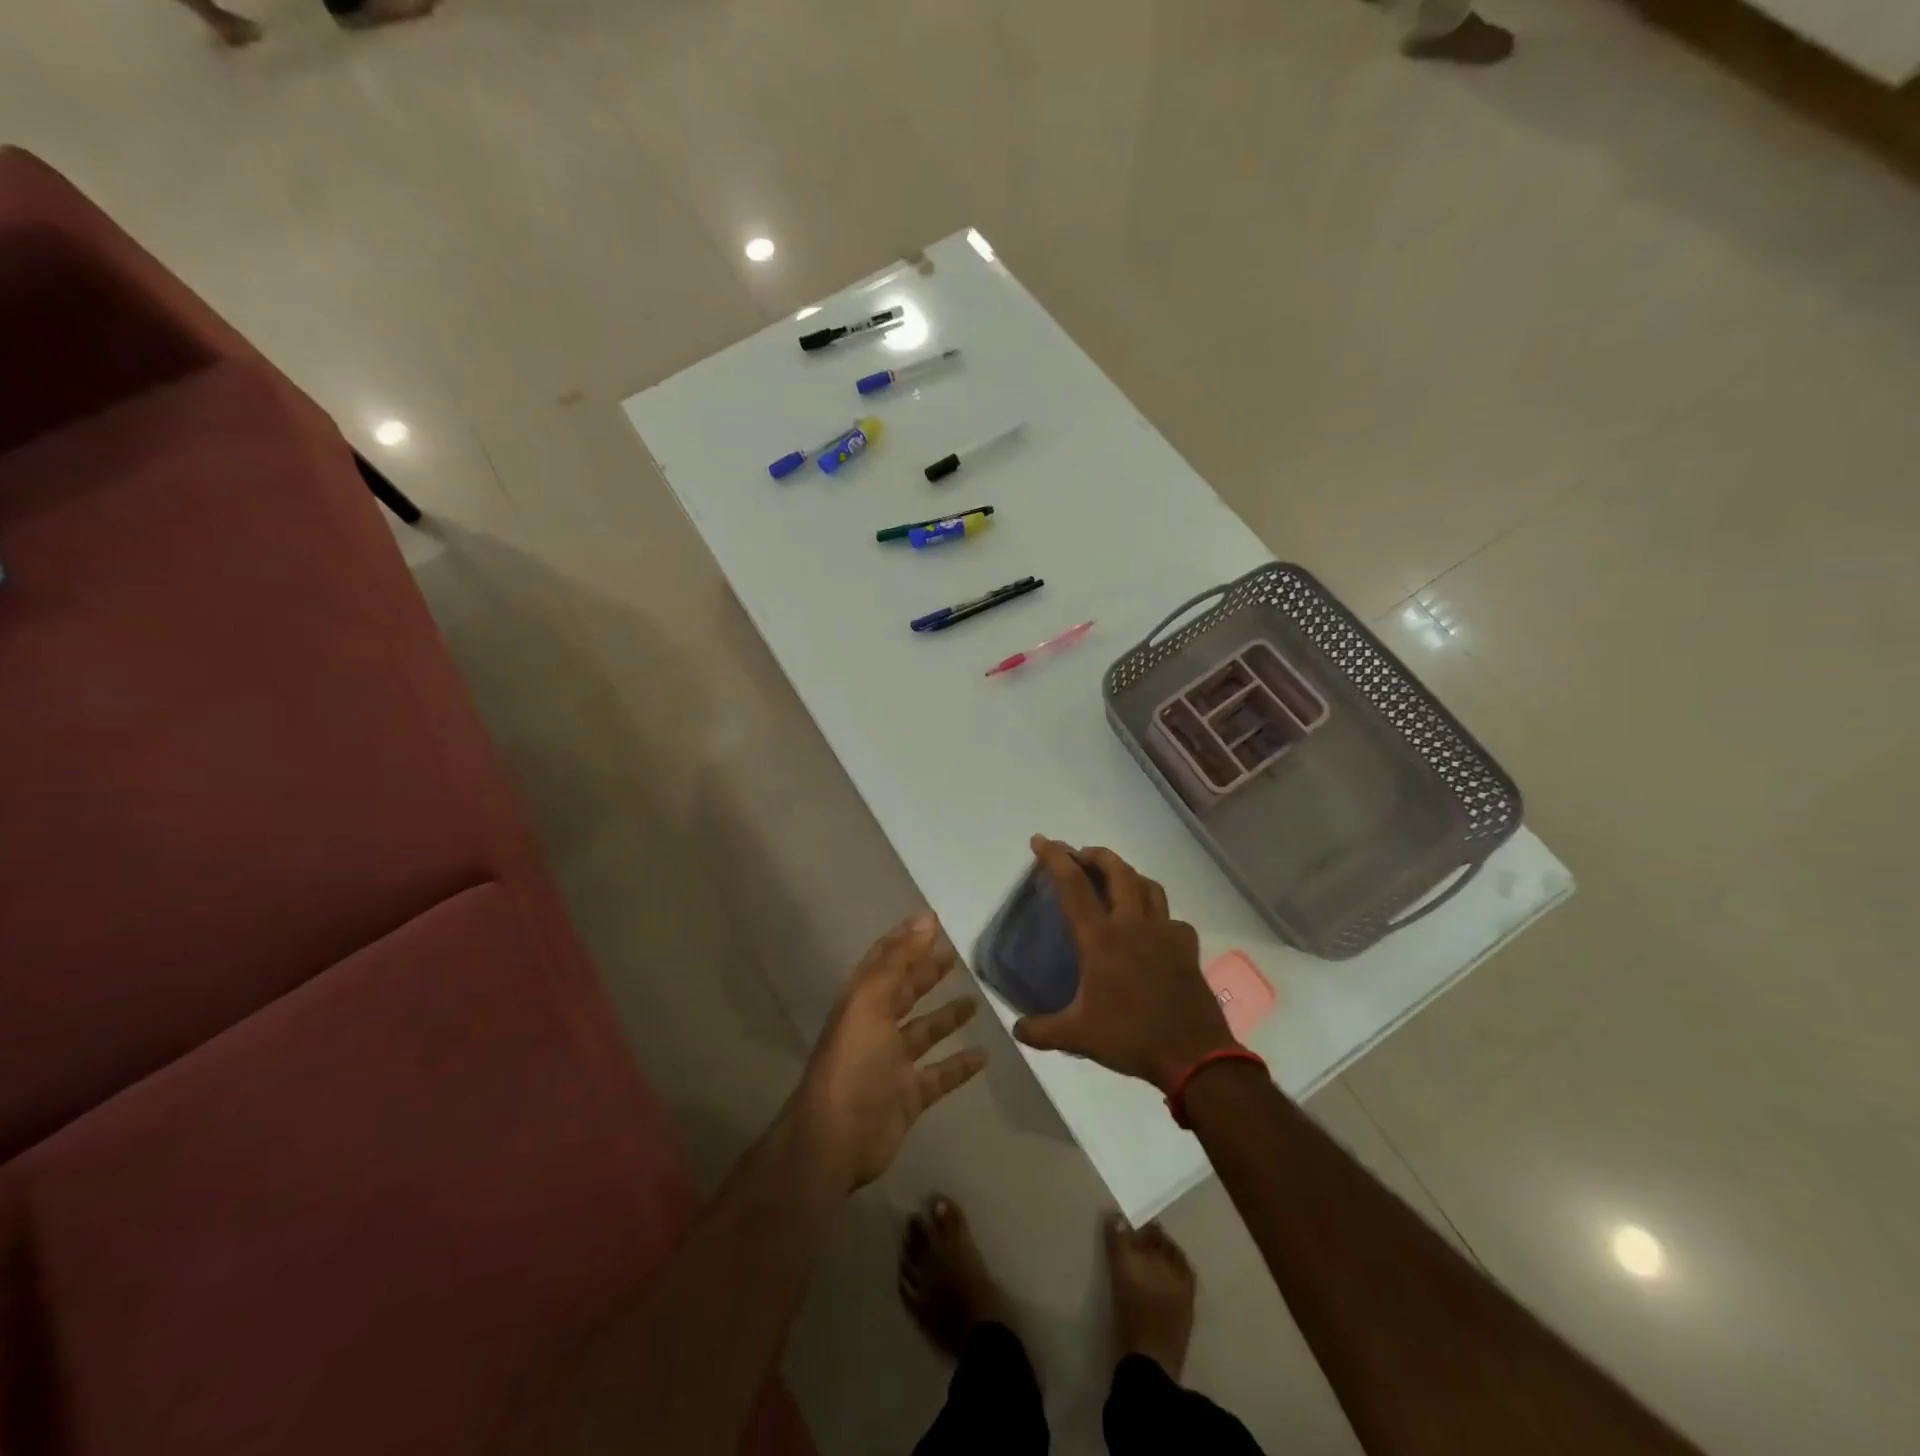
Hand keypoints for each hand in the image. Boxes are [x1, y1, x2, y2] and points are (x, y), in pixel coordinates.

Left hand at [794, 913, 987, 1192]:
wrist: (835, 1141)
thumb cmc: (853, 1063)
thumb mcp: (871, 1002)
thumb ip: (899, 961)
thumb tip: (927, 919)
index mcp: (862, 1001)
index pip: (886, 960)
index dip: (906, 939)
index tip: (933, 921)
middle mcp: (876, 1027)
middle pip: (905, 992)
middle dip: (926, 972)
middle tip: (955, 956)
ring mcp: (892, 1064)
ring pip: (924, 1032)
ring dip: (946, 1016)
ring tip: (975, 1000)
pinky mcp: (908, 1096)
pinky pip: (939, 1075)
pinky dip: (959, 1066)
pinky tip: (984, 1056)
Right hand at [1013, 836, 1236, 1092]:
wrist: (1194, 1055)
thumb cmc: (1131, 1037)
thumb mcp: (1078, 1037)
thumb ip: (1042, 1030)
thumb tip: (1017, 1028)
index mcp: (1102, 939)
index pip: (1074, 886)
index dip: (1055, 858)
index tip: (1041, 840)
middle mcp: (1133, 925)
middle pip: (1117, 871)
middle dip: (1096, 855)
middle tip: (1081, 855)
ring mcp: (1165, 933)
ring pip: (1148, 886)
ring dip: (1128, 875)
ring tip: (1116, 880)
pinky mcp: (1187, 948)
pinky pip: (1172, 918)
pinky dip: (1158, 914)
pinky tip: (1153, 928)